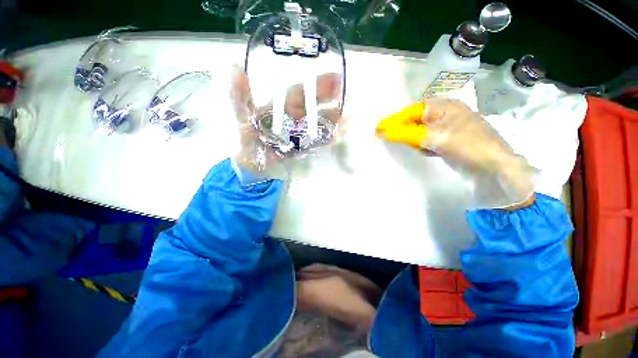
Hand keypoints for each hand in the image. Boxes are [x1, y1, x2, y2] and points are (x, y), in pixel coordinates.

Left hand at [230, 67, 342, 178]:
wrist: (253, 167)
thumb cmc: (246, 141)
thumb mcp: (240, 117)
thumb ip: (239, 96)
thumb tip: (235, 67)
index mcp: (282, 106)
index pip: (302, 91)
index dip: (317, 84)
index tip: (336, 78)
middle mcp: (296, 117)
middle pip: (316, 106)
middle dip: (332, 99)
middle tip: (349, 96)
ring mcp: (303, 133)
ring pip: (321, 123)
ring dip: (336, 119)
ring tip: (350, 117)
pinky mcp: (306, 147)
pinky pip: (320, 140)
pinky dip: (331, 137)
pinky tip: (341, 135)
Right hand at [377, 99, 535, 208]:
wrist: (496, 166)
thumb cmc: (468, 145)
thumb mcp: (435, 138)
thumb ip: (407, 134)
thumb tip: (384, 133)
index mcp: (443, 106)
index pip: (411, 112)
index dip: (393, 120)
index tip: (378, 129)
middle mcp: (444, 113)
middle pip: (415, 121)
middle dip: (405, 131)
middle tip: (397, 141)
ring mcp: (446, 126)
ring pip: (420, 131)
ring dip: (415, 140)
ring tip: (422, 148)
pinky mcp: (447, 139)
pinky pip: (427, 140)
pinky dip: (423, 145)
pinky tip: (429, 151)